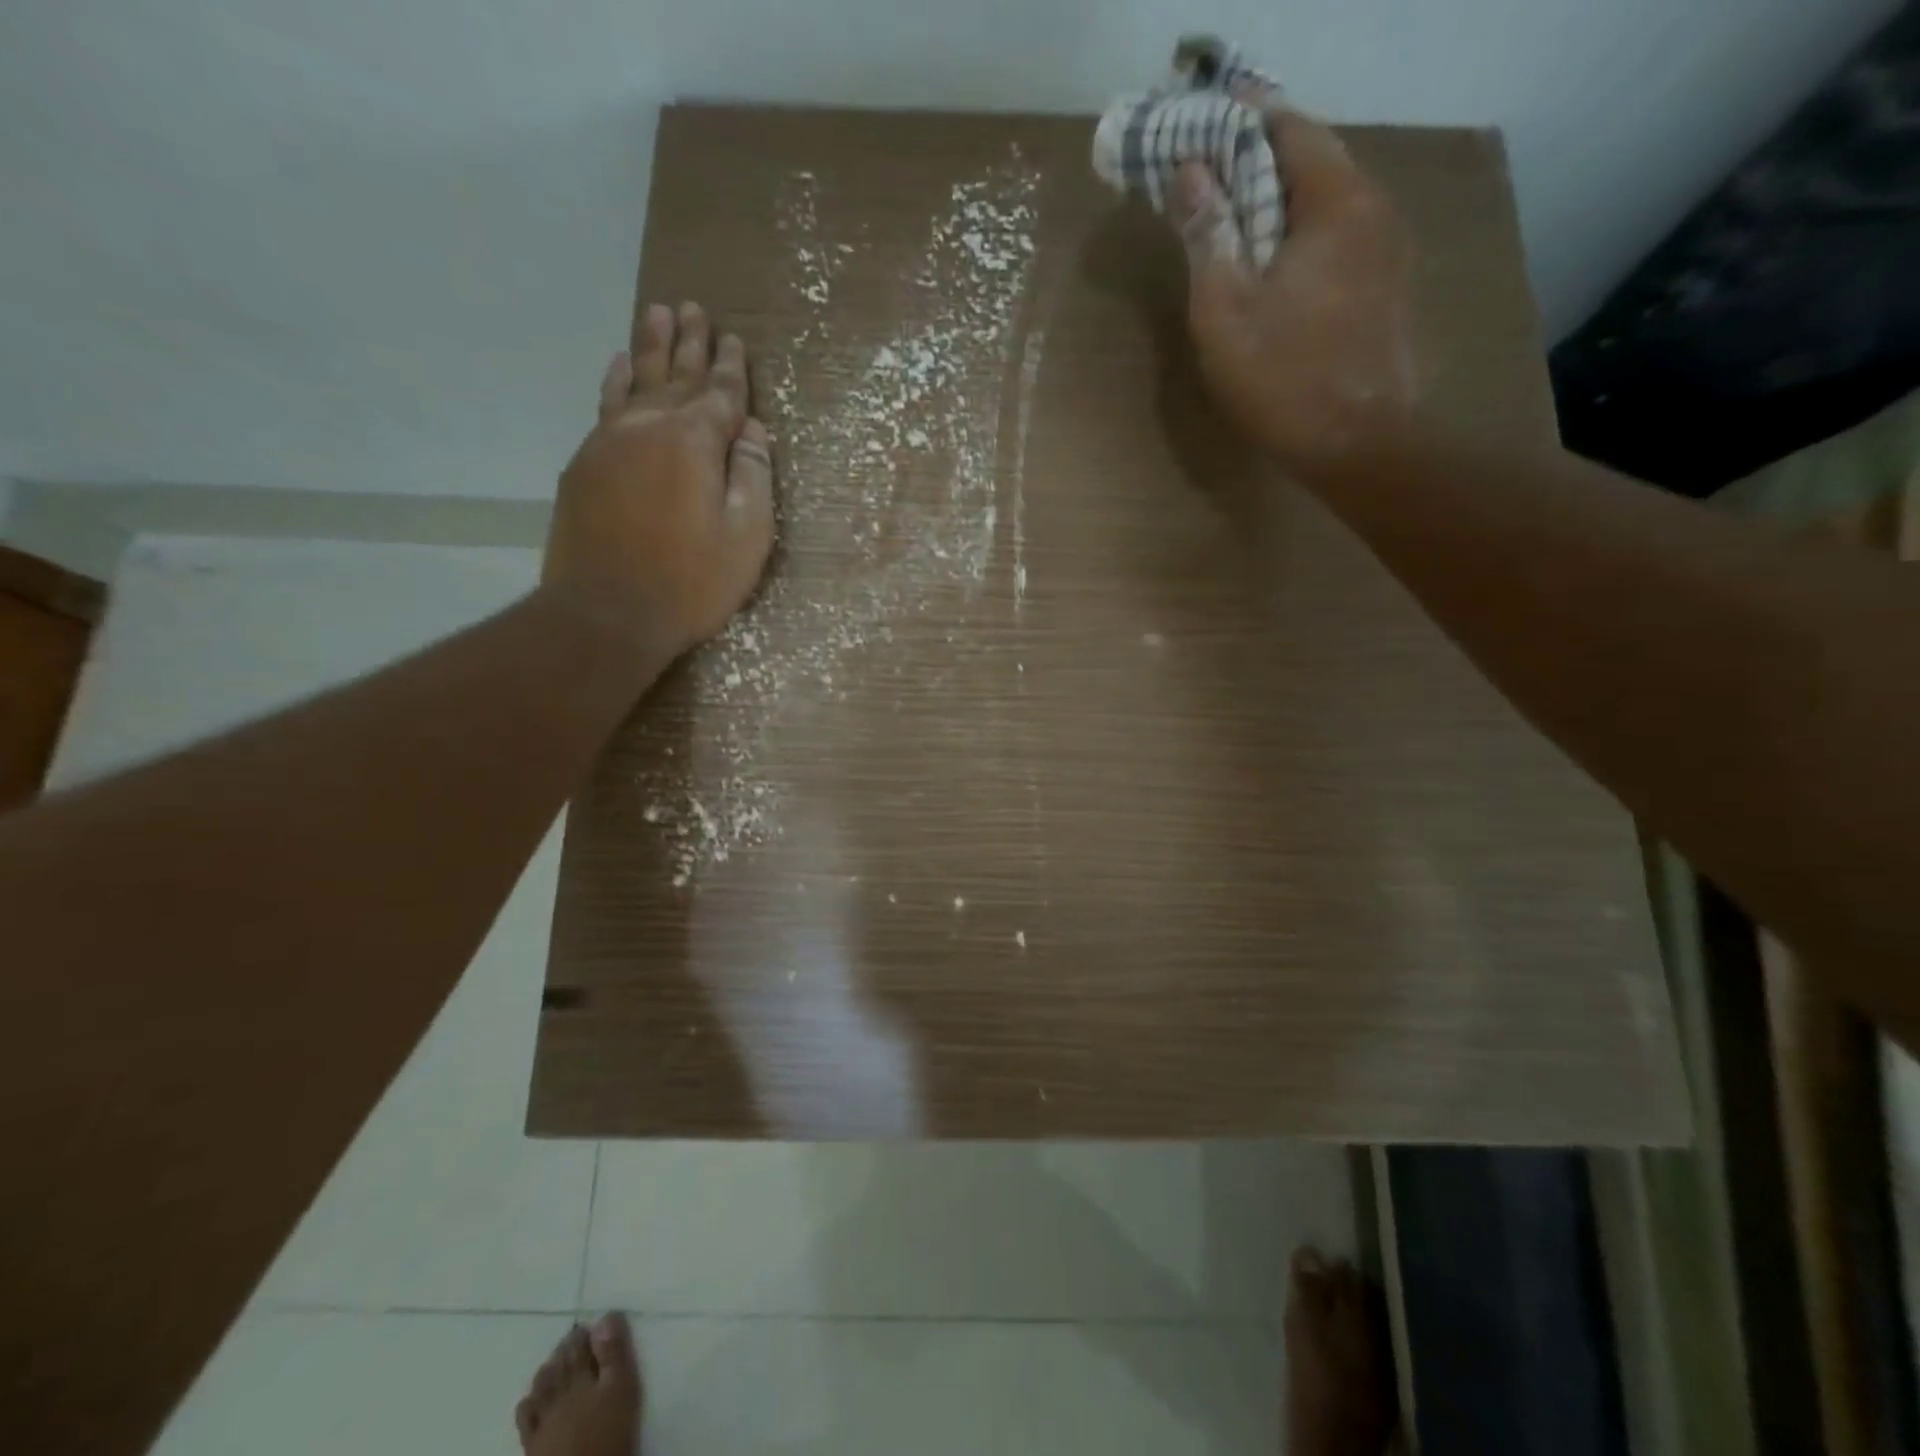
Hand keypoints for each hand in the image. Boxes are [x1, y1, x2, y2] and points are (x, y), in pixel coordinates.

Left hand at [544, 301, 774, 658]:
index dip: (732, 368)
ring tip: (657, 312)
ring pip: (636, 381)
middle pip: (676, 376)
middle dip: (691, 343)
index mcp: (695, 442)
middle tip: (694, 307)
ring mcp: (610, 442)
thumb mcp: (746, 537)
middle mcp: (650, 427)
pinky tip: (619, 364)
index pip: (721, 395)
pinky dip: (615, 381)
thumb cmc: (691, 582)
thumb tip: (752, 432)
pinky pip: (605, 406)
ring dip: (650, 347)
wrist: (607, 613)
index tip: (735, 339)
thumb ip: (753, 477)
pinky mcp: (585, 464)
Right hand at [1172, 107, 1416, 478]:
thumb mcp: (1224, 311)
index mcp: (1337, 201)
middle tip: (1204, 178)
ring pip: (1325, 203)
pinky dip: (1300, 236)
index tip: (1195, 129)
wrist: (1356, 446)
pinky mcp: (1385, 288)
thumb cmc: (1283, 379)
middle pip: (1310, 161)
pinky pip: (1338, 239)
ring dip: (1278, 204)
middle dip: (1255, 163)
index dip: (1238, 122)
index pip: (1287, 127)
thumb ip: (1207, 235)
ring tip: (1231, 223)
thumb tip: (1189, 171)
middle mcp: (1374, 209)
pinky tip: (1272, 267)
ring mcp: (1387, 250)